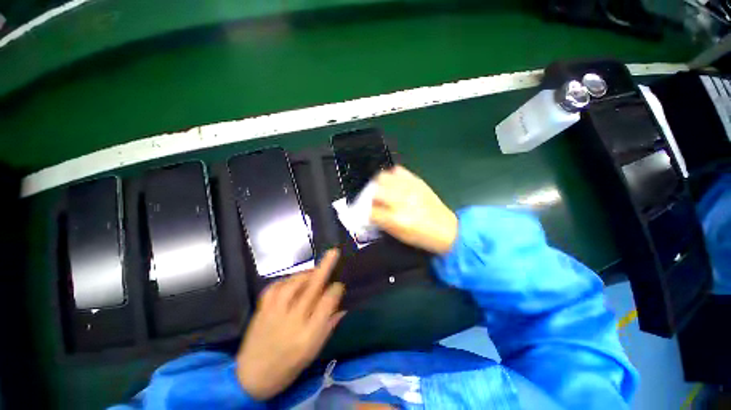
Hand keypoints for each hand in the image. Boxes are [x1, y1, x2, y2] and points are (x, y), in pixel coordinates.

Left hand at [236, 250, 345, 399]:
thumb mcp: (313, 351)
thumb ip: (328, 326)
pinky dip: (286, 280)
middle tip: (333, 252)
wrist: (250, 378)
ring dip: (306, 274)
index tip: (340, 285)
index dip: (336, 290)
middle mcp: (292, 321)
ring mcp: (274, 313)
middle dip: (325, 268)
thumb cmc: (288, 367)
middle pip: (312, 288)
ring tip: (314, 271)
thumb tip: (342, 306)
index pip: (327, 303)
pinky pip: (274, 287)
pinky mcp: (262, 309)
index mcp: (308, 335)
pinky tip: (292, 281)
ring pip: (293, 284)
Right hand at [371, 166, 457, 253]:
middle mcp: (401, 200)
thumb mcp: (399, 235)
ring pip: (384, 177)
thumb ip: (382, 222)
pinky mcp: (417, 182)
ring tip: (382, 190)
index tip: (367, 213)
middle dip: (370, 196)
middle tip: (373, 200)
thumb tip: (371, 211)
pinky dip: (392, 175)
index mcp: (396, 218)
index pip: (371, 210)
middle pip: (375, 190)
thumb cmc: (422, 237)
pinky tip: (394, 183)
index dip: (366, 212)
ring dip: (379, 184)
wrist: (448, 230)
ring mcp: (409, 188)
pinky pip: (399, 171)